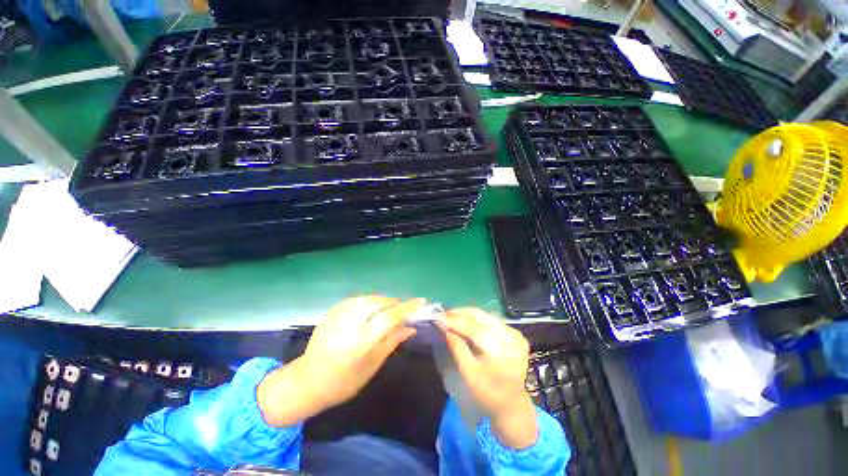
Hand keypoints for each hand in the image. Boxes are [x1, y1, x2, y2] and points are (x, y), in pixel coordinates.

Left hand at [257, 296, 423, 426]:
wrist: (307, 380)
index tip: (422, 302)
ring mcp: (339, 314)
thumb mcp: (372, 365)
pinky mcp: (333, 310)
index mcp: (361, 340)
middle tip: (406, 310)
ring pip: (371, 297)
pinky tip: (373, 309)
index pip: (390, 316)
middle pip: (381, 302)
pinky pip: (359, 299)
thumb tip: (411, 327)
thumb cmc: (344, 382)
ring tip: (391, 310)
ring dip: (385, 301)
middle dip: (396, 303)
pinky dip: (371, 301)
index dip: (408, 307)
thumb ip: (392, 341)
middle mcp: (350, 322)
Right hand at [440, 308, 537, 449]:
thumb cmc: (488, 394)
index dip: (455, 321)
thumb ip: (458, 349)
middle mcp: (510, 336)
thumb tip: (445, 330)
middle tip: (443, 313)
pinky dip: (476, 319)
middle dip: (460, 313)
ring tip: (451, 315)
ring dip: (466, 314)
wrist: (512, 405)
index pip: (474, 328)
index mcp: (501, 350)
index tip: (439, 317)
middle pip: (480, 317)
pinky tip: (464, 320)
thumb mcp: (469, 375)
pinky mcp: (514, 334)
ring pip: (485, 316)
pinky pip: (490, 320)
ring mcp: (514, 334)